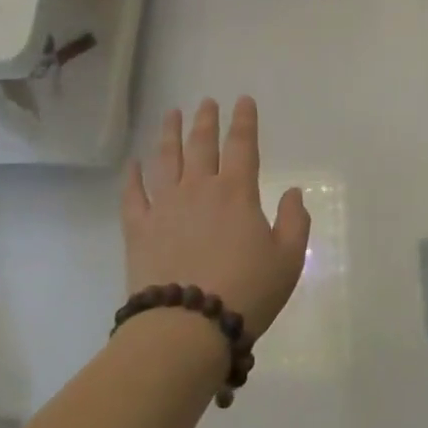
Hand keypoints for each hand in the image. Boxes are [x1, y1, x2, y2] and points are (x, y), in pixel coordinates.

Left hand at [121, 98, 310, 340]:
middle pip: (201, 144)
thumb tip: (292, 191)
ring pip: (166, 160)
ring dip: (169, 134)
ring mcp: (165, 206)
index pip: (242, 145)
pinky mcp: (139, 229)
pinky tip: (133, 163)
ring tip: (171, 114)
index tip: (243, 100)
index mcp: (237, 192)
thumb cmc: (246, 291)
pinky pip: (133, 194)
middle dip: (206, 120)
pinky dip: (132, 176)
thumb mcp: (288, 259)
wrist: (187, 326)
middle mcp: (199, 189)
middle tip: (206, 101)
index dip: (244, 121)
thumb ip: (295, 220)